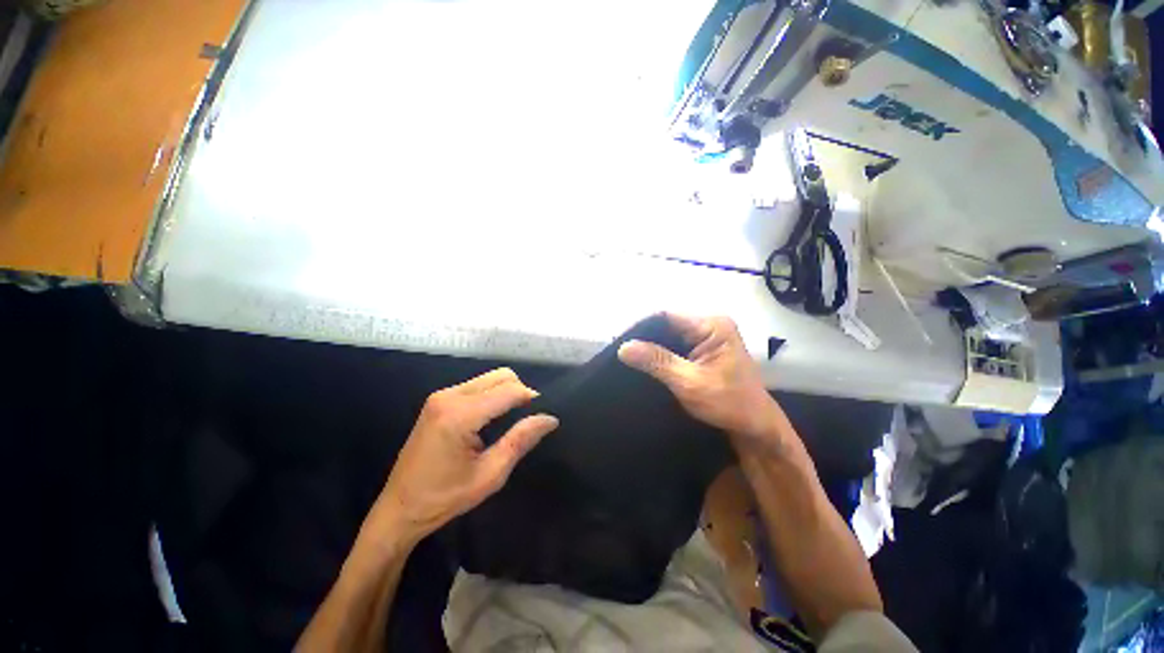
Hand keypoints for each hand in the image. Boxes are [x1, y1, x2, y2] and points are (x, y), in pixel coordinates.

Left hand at [376, 368, 558, 544]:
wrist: (399, 508)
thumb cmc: (445, 497)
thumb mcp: (490, 474)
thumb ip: (520, 440)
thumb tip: (550, 418)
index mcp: (460, 415)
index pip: (508, 391)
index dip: (531, 398)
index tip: (543, 415)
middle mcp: (449, 396)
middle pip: (501, 376)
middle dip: (520, 391)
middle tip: (527, 419)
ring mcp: (442, 395)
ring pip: (490, 378)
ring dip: (507, 392)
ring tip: (511, 419)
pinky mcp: (439, 400)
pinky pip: (477, 385)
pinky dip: (493, 395)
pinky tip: (492, 418)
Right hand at [618, 313, 793, 457]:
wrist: (755, 427)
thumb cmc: (728, 404)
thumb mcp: (689, 382)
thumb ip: (657, 362)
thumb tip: (624, 347)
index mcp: (712, 325)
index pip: (667, 316)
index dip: (641, 326)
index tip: (620, 340)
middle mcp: (710, 325)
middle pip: (667, 323)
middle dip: (644, 337)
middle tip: (621, 351)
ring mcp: (707, 336)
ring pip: (669, 334)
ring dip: (651, 346)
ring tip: (628, 356)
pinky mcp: (703, 349)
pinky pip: (675, 345)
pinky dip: (660, 353)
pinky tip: (645, 361)